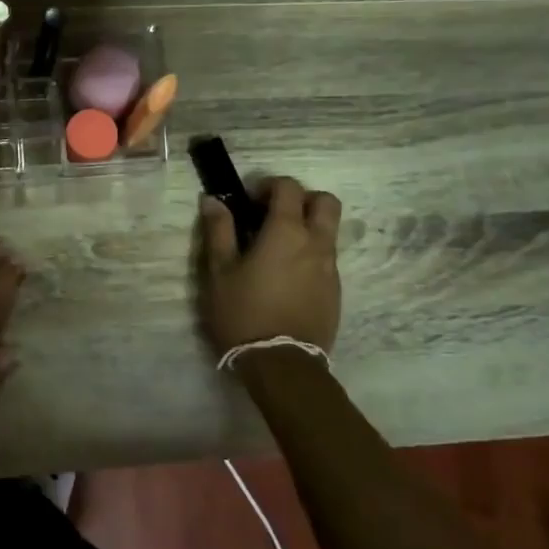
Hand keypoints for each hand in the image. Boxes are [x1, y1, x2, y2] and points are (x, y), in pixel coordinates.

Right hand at [198, 176, 342, 356]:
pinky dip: (310, 255)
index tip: (249, 200)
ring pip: (329, 231)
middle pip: (325, 202)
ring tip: (277, 250)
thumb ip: (218, 231)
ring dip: (307, 228)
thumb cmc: (243, 312)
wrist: (281, 363)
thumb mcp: (220, 271)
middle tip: (274, 215)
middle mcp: (316, 243)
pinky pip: (327, 259)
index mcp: (287, 232)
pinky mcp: (335, 291)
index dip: (269, 185)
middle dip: (302, 199)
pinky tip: (286, 278)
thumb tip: (213, 200)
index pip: (289, 187)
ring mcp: (330, 268)